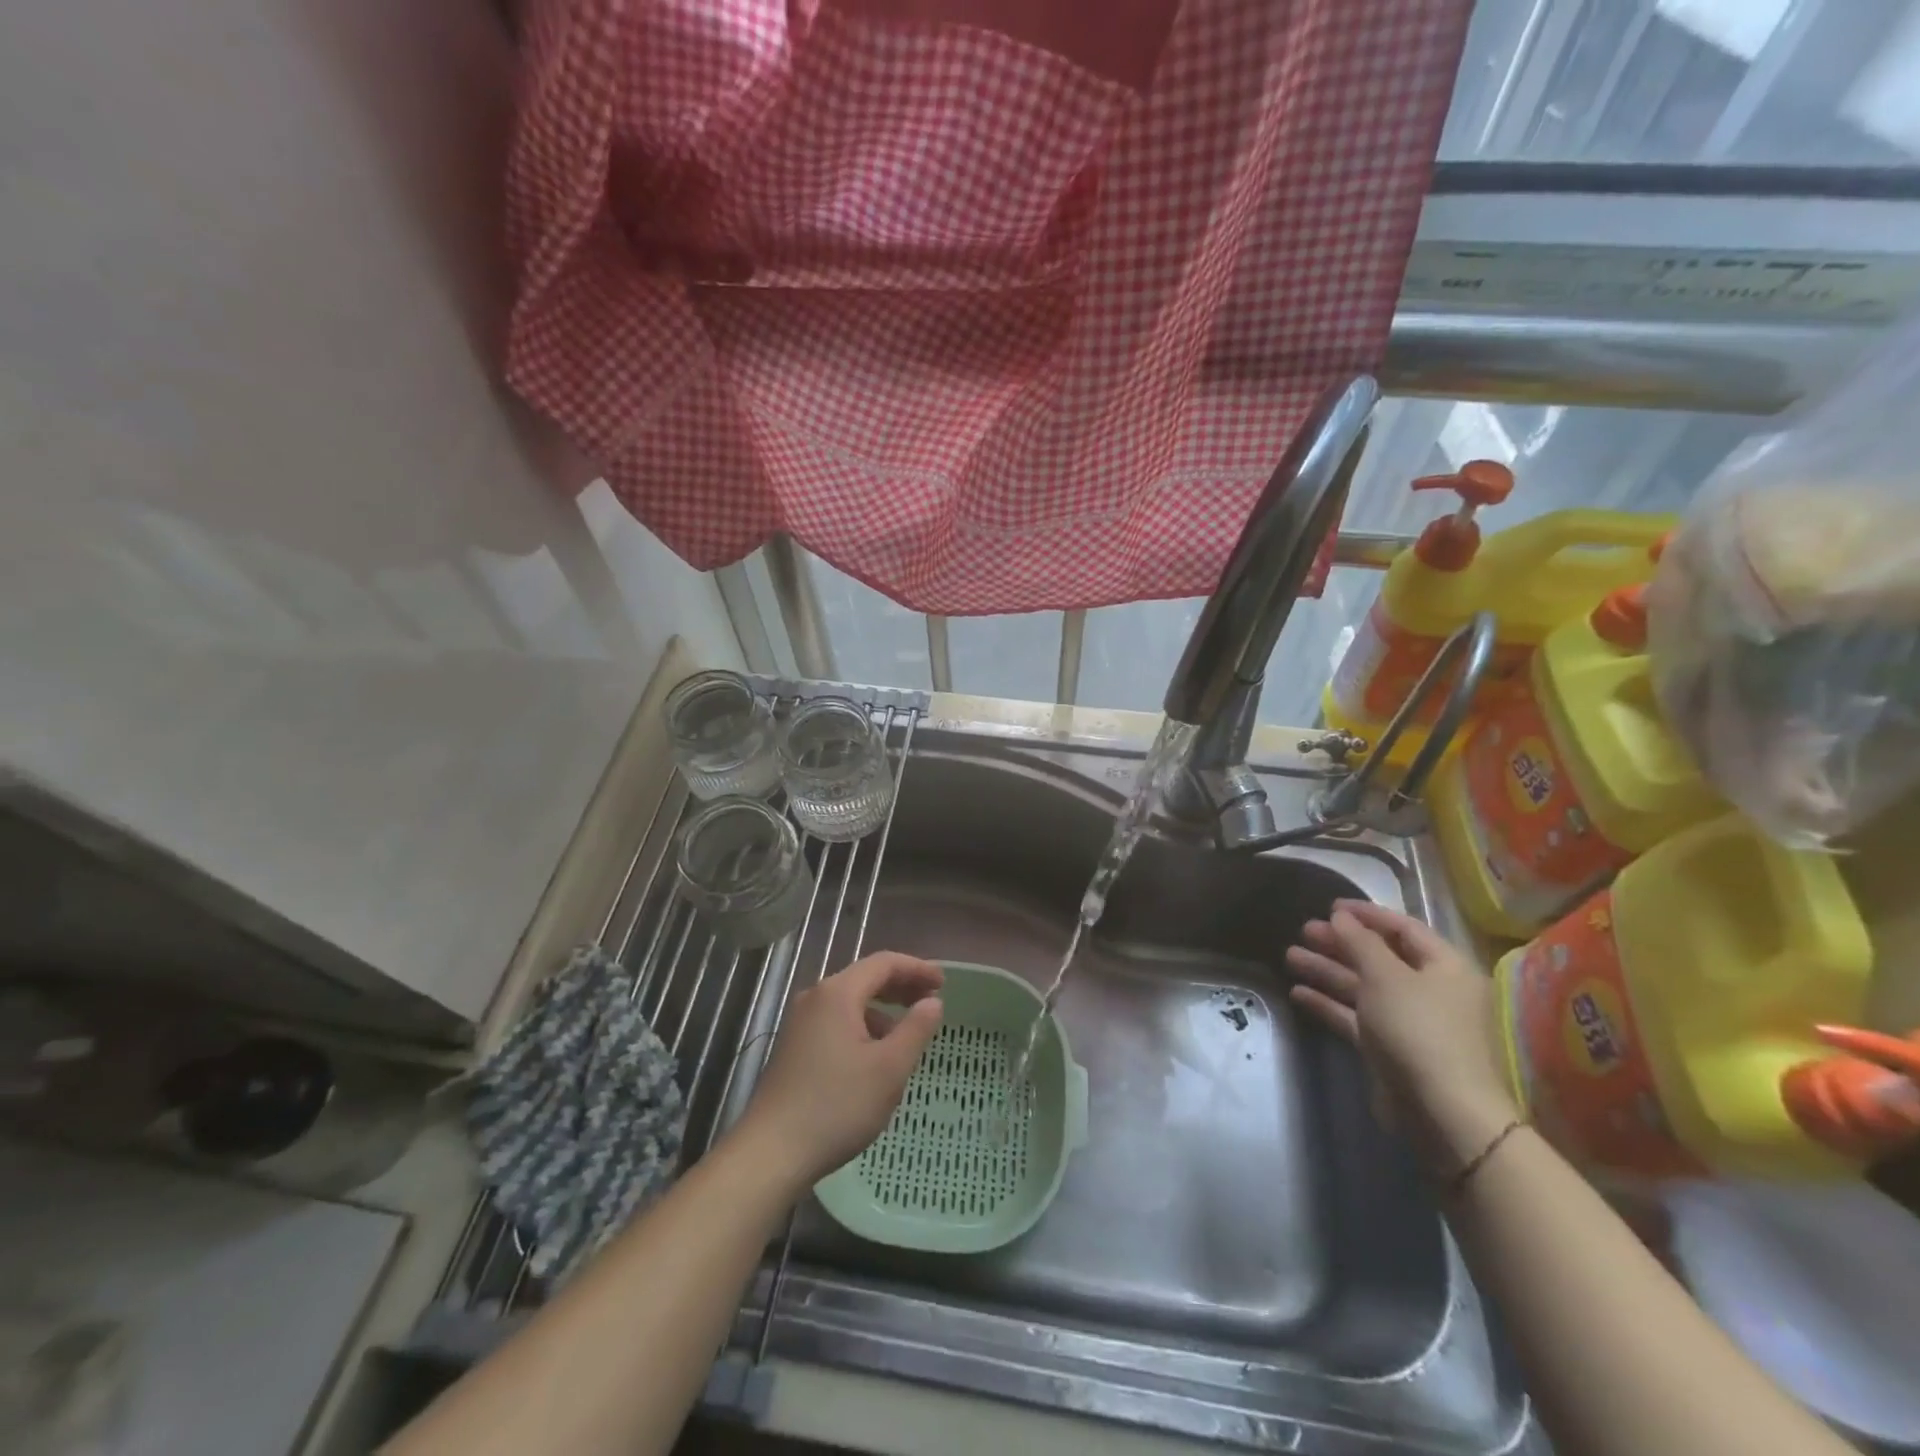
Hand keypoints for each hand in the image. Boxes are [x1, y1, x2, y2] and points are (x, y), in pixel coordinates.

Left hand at [739, 952, 943, 1187]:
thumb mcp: (890, 1068)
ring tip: (907, 1032)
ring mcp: (800, 1023)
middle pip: (865, 978)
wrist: (771, 1152)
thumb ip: (916, 1029)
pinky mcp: (793, 1047)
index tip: (943, 983)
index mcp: (838, 993)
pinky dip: (862, 1026)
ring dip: (882, 1008)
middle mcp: (816, 998)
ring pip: (850, 1002)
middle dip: (901, 986)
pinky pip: (836, 1021)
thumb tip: (932, 1002)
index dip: (917, 968)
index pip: (884, 963)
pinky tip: (874, 1056)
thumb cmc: (837, 1105)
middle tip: (931, 1000)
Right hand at [1286, 899, 1519, 1172]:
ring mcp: (1409, 1022)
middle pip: (1379, 957)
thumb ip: (1360, 942)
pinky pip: (1355, 1016)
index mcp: (1445, 968)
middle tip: (1304, 930)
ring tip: (1290, 955)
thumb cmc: (1419, 1030)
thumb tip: (1341, 916)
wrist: (1442, 1112)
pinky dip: (1329, 1003)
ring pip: (1363, 986)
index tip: (1330, 905)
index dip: (1367, 914)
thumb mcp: (1386, 976)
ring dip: (1327, 970)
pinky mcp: (1389, 1048)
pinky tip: (1297, 992)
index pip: (1404, 928)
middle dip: (1340, 943)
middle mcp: (1430, 991)